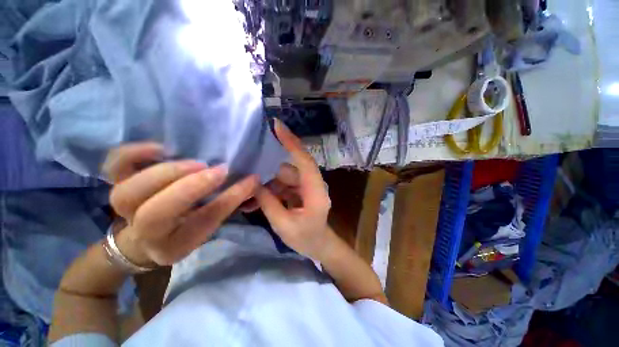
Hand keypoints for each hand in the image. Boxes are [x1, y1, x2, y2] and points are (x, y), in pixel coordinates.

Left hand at [103, 143, 258, 266]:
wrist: (145, 237)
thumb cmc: (184, 230)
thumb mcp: (210, 225)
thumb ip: (230, 205)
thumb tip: (254, 183)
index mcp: (174, 245)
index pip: (203, 222)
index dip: (229, 199)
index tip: (251, 180)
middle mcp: (146, 232)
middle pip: (156, 214)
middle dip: (191, 188)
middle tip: (219, 171)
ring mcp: (125, 208)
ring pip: (129, 192)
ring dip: (166, 173)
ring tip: (195, 163)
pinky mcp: (117, 185)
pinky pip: (114, 168)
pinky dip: (134, 154)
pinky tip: (162, 148)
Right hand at [255, 119, 333, 259]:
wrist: (319, 245)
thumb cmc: (306, 238)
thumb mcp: (284, 225)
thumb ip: (268, 203)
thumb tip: (253, 184)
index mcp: (315, 190)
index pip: (304, 160)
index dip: (291, 142)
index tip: (277, 125)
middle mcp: (312, 183)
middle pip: (288, 169)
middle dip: (268, 175)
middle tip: (248, 179)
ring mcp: (306, 186)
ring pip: (283, 177)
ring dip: (267, 186)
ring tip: (251, 199)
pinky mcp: (300, 189)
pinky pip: (283, 184)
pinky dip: (271, 190)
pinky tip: (258, 200)